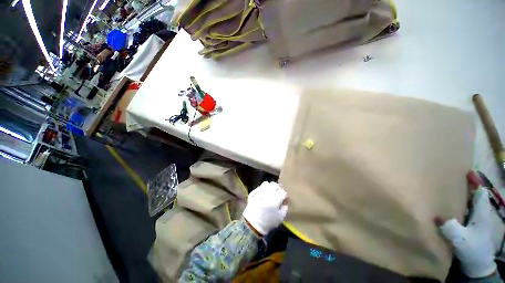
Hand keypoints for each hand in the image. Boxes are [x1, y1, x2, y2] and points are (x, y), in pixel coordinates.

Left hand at [242, 182, 287, 235]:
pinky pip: (259, 187)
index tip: (284, 199)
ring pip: (266, 183)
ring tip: (270, 192)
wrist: (253, 224)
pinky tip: (263, 194)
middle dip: (277, 188)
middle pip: (274, 185)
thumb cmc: (269, 222)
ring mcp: (258, 193)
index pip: (283, 192)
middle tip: (277, 194)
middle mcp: (266, 194)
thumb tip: (285, 199)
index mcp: (274, 201)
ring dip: (269, 187)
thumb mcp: (281, 217)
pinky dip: (262, 189)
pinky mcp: (253, 193)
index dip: (284, 195)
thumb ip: (285, 206)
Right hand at [435, 186, 496, 278]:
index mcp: (481, 214)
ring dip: (464, 194)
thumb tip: (436, 216)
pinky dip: (460, 205)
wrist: (477, 265)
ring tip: (450, 188)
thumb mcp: (461, 240)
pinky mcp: (470, 226)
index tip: (467, 172)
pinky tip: (450, 205)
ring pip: (471, 203)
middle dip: (468, 186)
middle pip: (476, 196)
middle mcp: (480, 214)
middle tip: (454, 177)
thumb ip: (451, 228)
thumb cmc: (472, 250)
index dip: (475, 182)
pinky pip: (466, 211)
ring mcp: (476, 220)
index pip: (480, 193)